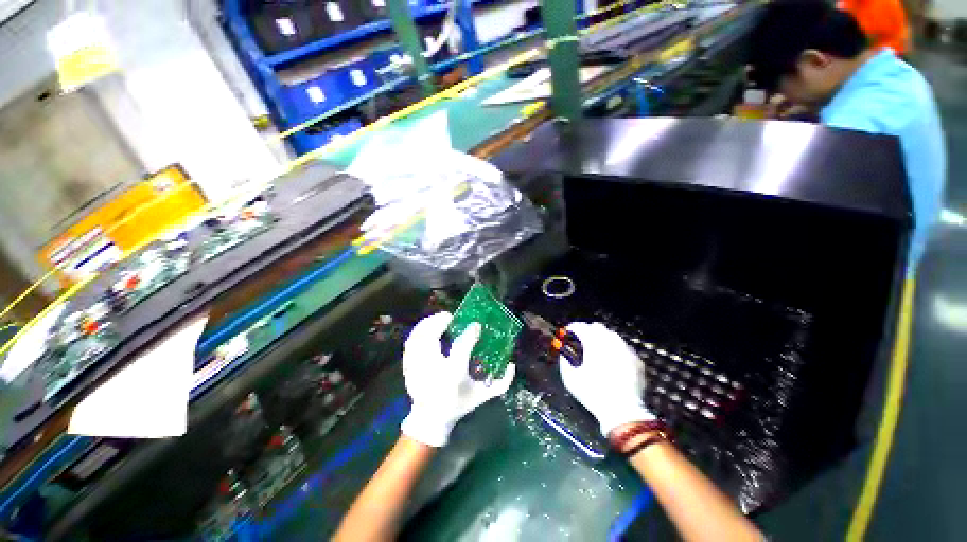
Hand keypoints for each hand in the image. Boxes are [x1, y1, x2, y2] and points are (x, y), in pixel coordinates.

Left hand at [400, 312, 515, 446]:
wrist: (431, 419)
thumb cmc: (458, 404)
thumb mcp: (482, 395)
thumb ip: (501, 383)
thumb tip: (512, 364)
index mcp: (453, 376)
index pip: (461, 349)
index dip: (469, 334)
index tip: (475, 325)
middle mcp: (433, 370)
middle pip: (431, 339)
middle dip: (439, 323)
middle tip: (450, 317)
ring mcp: (417, 369)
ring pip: (417, 339)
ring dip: (427, 325)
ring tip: (438, 319)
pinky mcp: (408, 367)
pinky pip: (410, 344)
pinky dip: (418, 332)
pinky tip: (426, 328)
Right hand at [560, 322, 654, 436]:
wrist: (623, 412)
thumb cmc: (593, 393)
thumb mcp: (570, 379)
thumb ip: (564, 361)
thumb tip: (564, 353)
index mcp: (593, 343)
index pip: (580, 326)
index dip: (572, 328)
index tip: (567, 333)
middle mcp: (610, 341)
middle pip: (597, 327)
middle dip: (588, 330)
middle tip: (582, 341)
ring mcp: (626, 349)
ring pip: (612, 335)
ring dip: (602, 338)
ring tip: (597, 350)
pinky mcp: (636, 360)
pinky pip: (624, 347)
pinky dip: (616, 349)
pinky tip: (613, 360)